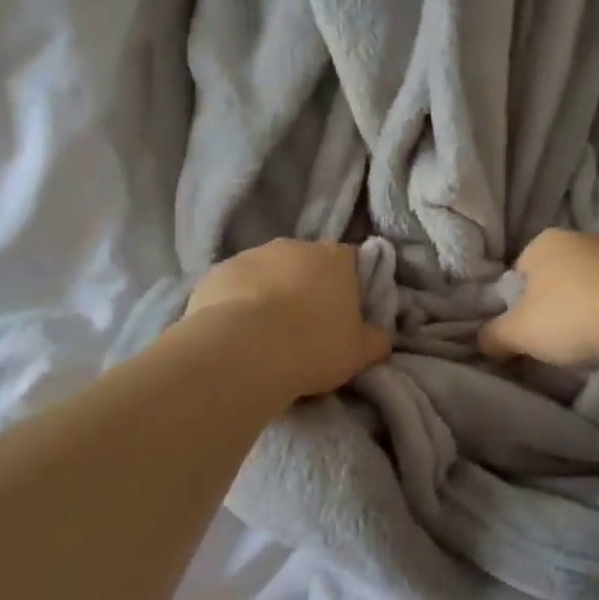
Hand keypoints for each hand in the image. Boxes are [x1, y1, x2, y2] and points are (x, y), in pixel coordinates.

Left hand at [186, 240, 391, 399]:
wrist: (245, 350)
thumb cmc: (314, 347)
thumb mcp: (359, 353)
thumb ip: (376, 340)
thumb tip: (383, 336)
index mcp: (335, 258)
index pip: (351, 261)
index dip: (350, 286)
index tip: (345, 314)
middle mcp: (293, 246)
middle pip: (306, 264)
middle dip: (306, 287)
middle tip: (305, 327)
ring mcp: (250, 255)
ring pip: (266, 273)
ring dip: (269, 294)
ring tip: (267, 335)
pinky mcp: (215, 273)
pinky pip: (233, 287)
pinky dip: (236, 304)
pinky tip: (237, 334)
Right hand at [478, 229, 598, 368]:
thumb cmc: (571, 316)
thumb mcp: (518, 333)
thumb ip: (493, 336)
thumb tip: (482, 341)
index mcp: (543, 242)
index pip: (518, 272)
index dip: (517, 304)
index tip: (526, 331)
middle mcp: (580, 237)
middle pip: (555, 276)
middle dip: (553, 304)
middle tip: (554, 339)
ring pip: (589, 283)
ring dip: (587, 307)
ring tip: (589, 341)